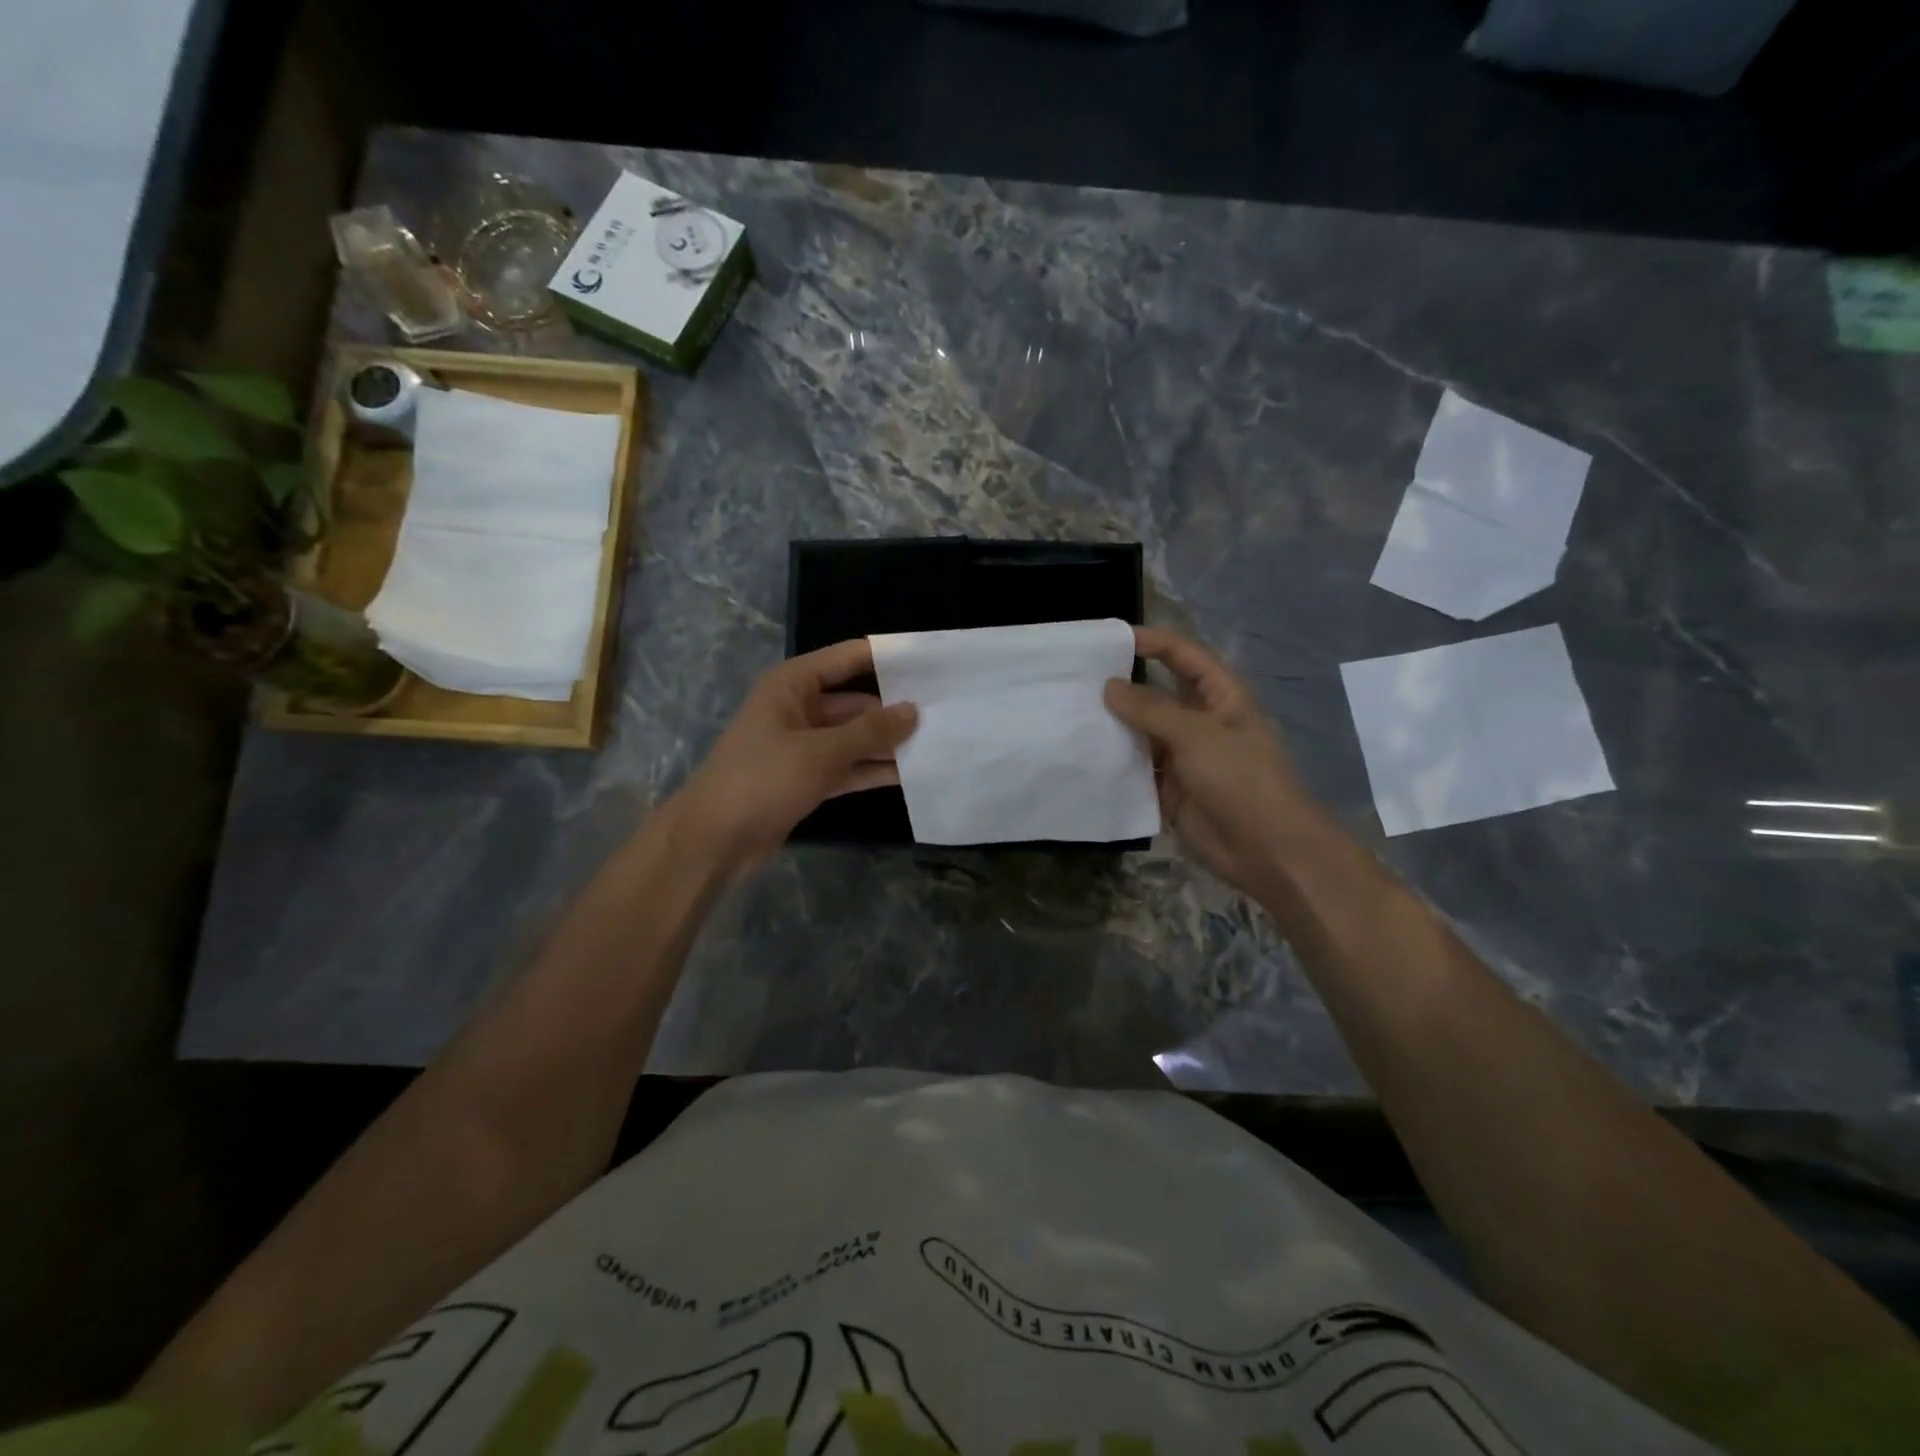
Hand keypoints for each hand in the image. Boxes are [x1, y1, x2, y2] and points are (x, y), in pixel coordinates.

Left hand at [673, 640, 916, 871]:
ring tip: (940, 743)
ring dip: (889, 743)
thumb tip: (914, 711)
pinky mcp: (809, 777)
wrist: (714, 839)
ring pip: (856, 737)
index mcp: (793, 684)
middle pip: (857, 701)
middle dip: (896, 709)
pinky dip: (874, 769)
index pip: (849, 658)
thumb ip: (870, 732)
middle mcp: (800, 708)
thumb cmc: (762, 779)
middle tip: (947, 713)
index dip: (889, 658)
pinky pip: (850, 766)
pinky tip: (913, 773)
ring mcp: (805, 745)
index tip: (933, 662)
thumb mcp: (820, 752)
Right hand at [1104, 627, 1324, 899]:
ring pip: (1142, 731)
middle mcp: (1199, 722)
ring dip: (1114, 723)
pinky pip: (1136, 767)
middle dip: (1125, 684)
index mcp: (1220, 698)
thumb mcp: (1197, 735)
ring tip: (1071, 711)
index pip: (1185, 657)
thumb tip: (1109, 686)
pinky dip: (1114, 760)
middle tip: (1079, 677)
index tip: (1112, 639)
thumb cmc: (1240, 780)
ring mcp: (1182, 756)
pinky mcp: (1167, 788)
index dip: (1154, 642)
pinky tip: (1083, 752)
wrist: (1265, 850)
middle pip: (1158, 693)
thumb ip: (1151, 710)